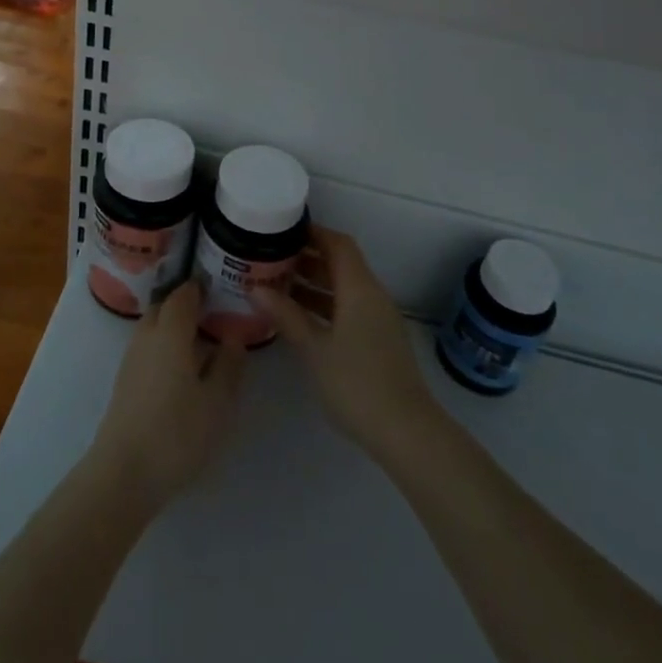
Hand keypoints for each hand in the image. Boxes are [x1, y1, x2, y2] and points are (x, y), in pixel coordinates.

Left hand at [88, 281, 245, 509]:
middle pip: (166, 306)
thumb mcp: (217, 402)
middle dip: (187, 304)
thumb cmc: (177, 432)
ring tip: (203, 342)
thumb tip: (234, 338)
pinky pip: (148, 347)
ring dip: (175, 326)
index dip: (202, 287)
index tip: (222, 288)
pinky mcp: (125, 380)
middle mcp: (147, 334)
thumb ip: (229, 365)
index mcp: (171, 330)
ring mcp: (132, 357)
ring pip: (155, 327)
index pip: (185, 293)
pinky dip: (165, 345)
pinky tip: (182, 368)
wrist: (124, 472)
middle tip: (215, 314)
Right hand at [255, 230, 441, 463]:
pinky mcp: (378, 340)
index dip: (312, 232)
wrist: (406, 432)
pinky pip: (349, 308)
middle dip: (307, 257)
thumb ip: (285, 315)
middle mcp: (372, 296)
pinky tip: (299, 317)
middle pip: (341, 263)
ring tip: (277, 284)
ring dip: (314, 283)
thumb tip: (255, 287)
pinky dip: (325, 305)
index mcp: (359, 288)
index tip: (281, 231)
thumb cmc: (356, 383)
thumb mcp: (314, 349)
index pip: (337, 244)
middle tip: (271, 257)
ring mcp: (378, 319)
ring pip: (344, 287)